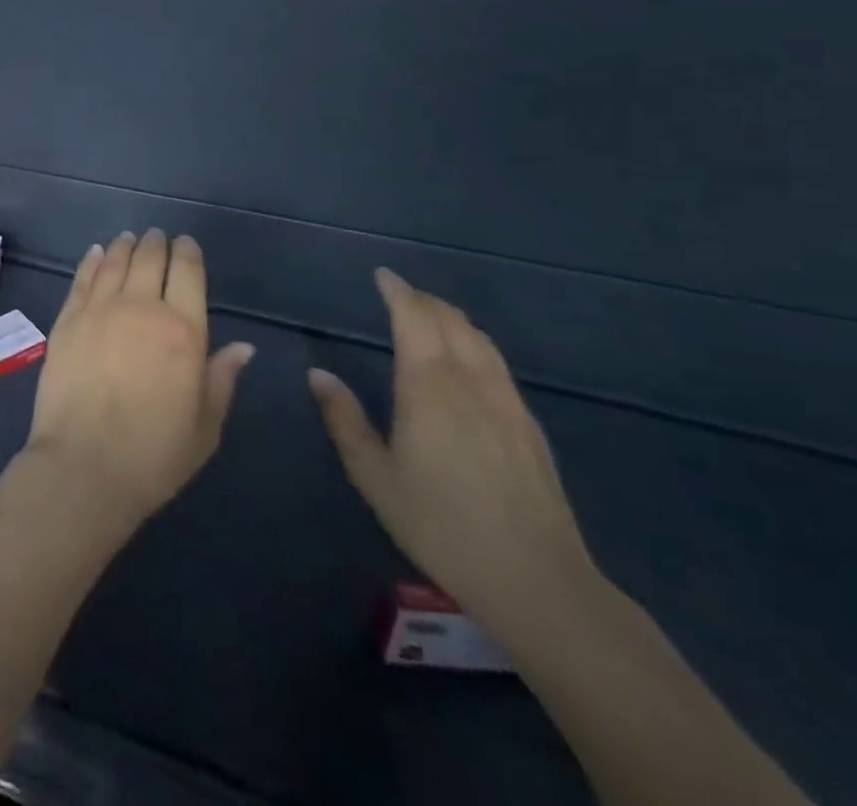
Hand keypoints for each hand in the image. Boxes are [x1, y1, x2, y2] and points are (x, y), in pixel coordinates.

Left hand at [25, 230, 254, 526]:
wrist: (84, 464)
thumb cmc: (155, 454)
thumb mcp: (205, 426)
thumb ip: (221, 378)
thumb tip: (242, 347)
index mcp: (183, 331)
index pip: (188, 274)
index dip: (188, 253)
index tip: (186, 244)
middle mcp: (141, 308)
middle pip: (150, 259)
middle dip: (156, 244)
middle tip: (157, 236)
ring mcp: (99, 310)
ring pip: (115, 262)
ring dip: (125, 246)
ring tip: (129, 238)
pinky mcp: (67, 319)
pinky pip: (82, 278)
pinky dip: (92, 260)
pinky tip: (97, 253)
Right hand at [309, 269, 597, 634]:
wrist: (538, 581)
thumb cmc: (440, 524)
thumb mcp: (374, 476)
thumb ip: (344, 420)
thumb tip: (318, 374)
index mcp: (429, 387)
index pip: (415, 318)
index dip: (398, 291)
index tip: (382, 275)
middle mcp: (471, 382)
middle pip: (450, 321)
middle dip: (423, 300)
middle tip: (398, 293)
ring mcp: (507, 403)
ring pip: (480, 340)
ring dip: (451, 319)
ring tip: (429, 317)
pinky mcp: (529, 427)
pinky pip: (497, 364)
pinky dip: (474, 344)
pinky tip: (466, 362)